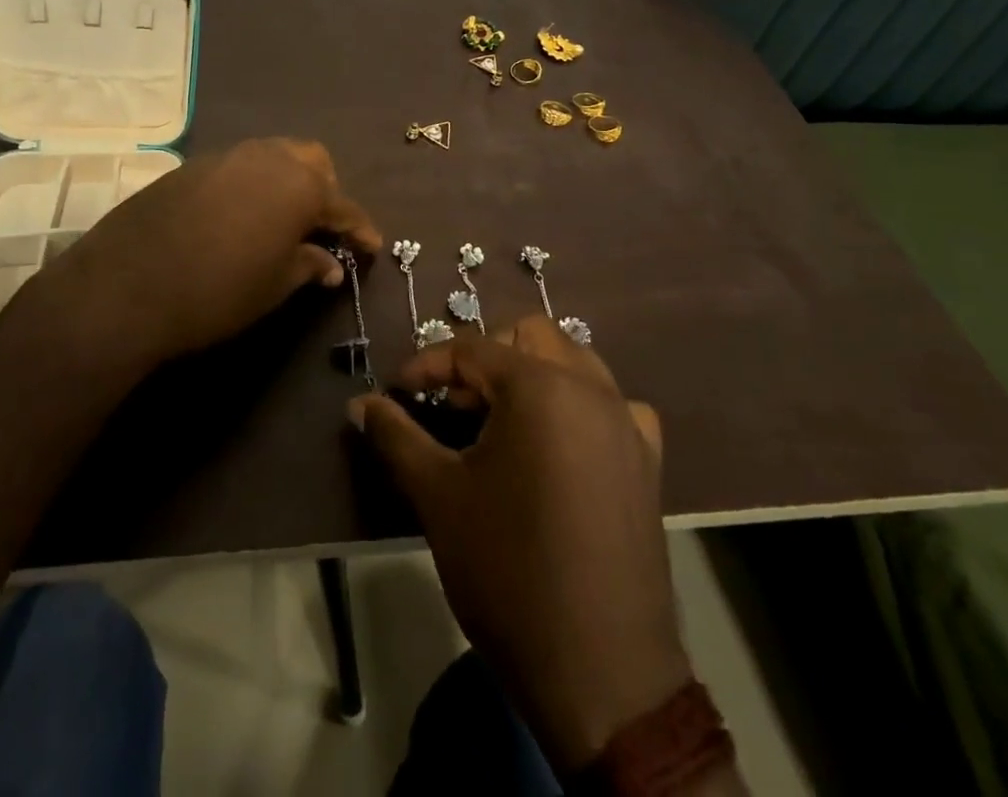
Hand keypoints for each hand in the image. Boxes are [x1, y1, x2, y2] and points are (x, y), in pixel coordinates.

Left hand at [24, 138, 380, 370]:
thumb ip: (307, 266)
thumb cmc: (218, 290)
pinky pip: (239, 167)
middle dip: (325, 190)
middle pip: (312, 162)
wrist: (127, 285)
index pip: (343, 205)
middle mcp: (267, 158)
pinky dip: (253, 186)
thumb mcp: (273, 286)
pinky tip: (242, 217)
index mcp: (299, 184)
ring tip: (284, 220)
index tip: (372, 246)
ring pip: (273, 156)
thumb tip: (331, 264)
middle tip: (323, 227)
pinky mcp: (192, 166)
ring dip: (288, 182)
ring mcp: (226, 156)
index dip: (361, 228)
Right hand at [349, 318, 692, 774]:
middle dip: (484, 357)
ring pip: (573, 360)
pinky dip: (577, 404)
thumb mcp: (438, 496)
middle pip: (529, 336)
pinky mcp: (648, 460)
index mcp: (539, 385)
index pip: (471, 349)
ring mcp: (626, 422)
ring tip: (497, 419)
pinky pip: (610, 405)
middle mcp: (590, 387)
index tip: (396, 392)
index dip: (426, 366)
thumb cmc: (508, 570)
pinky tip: (557, 445)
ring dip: (531, 372)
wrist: (602, 672)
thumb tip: (360, 404)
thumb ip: (396, 436)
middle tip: (451, 403)